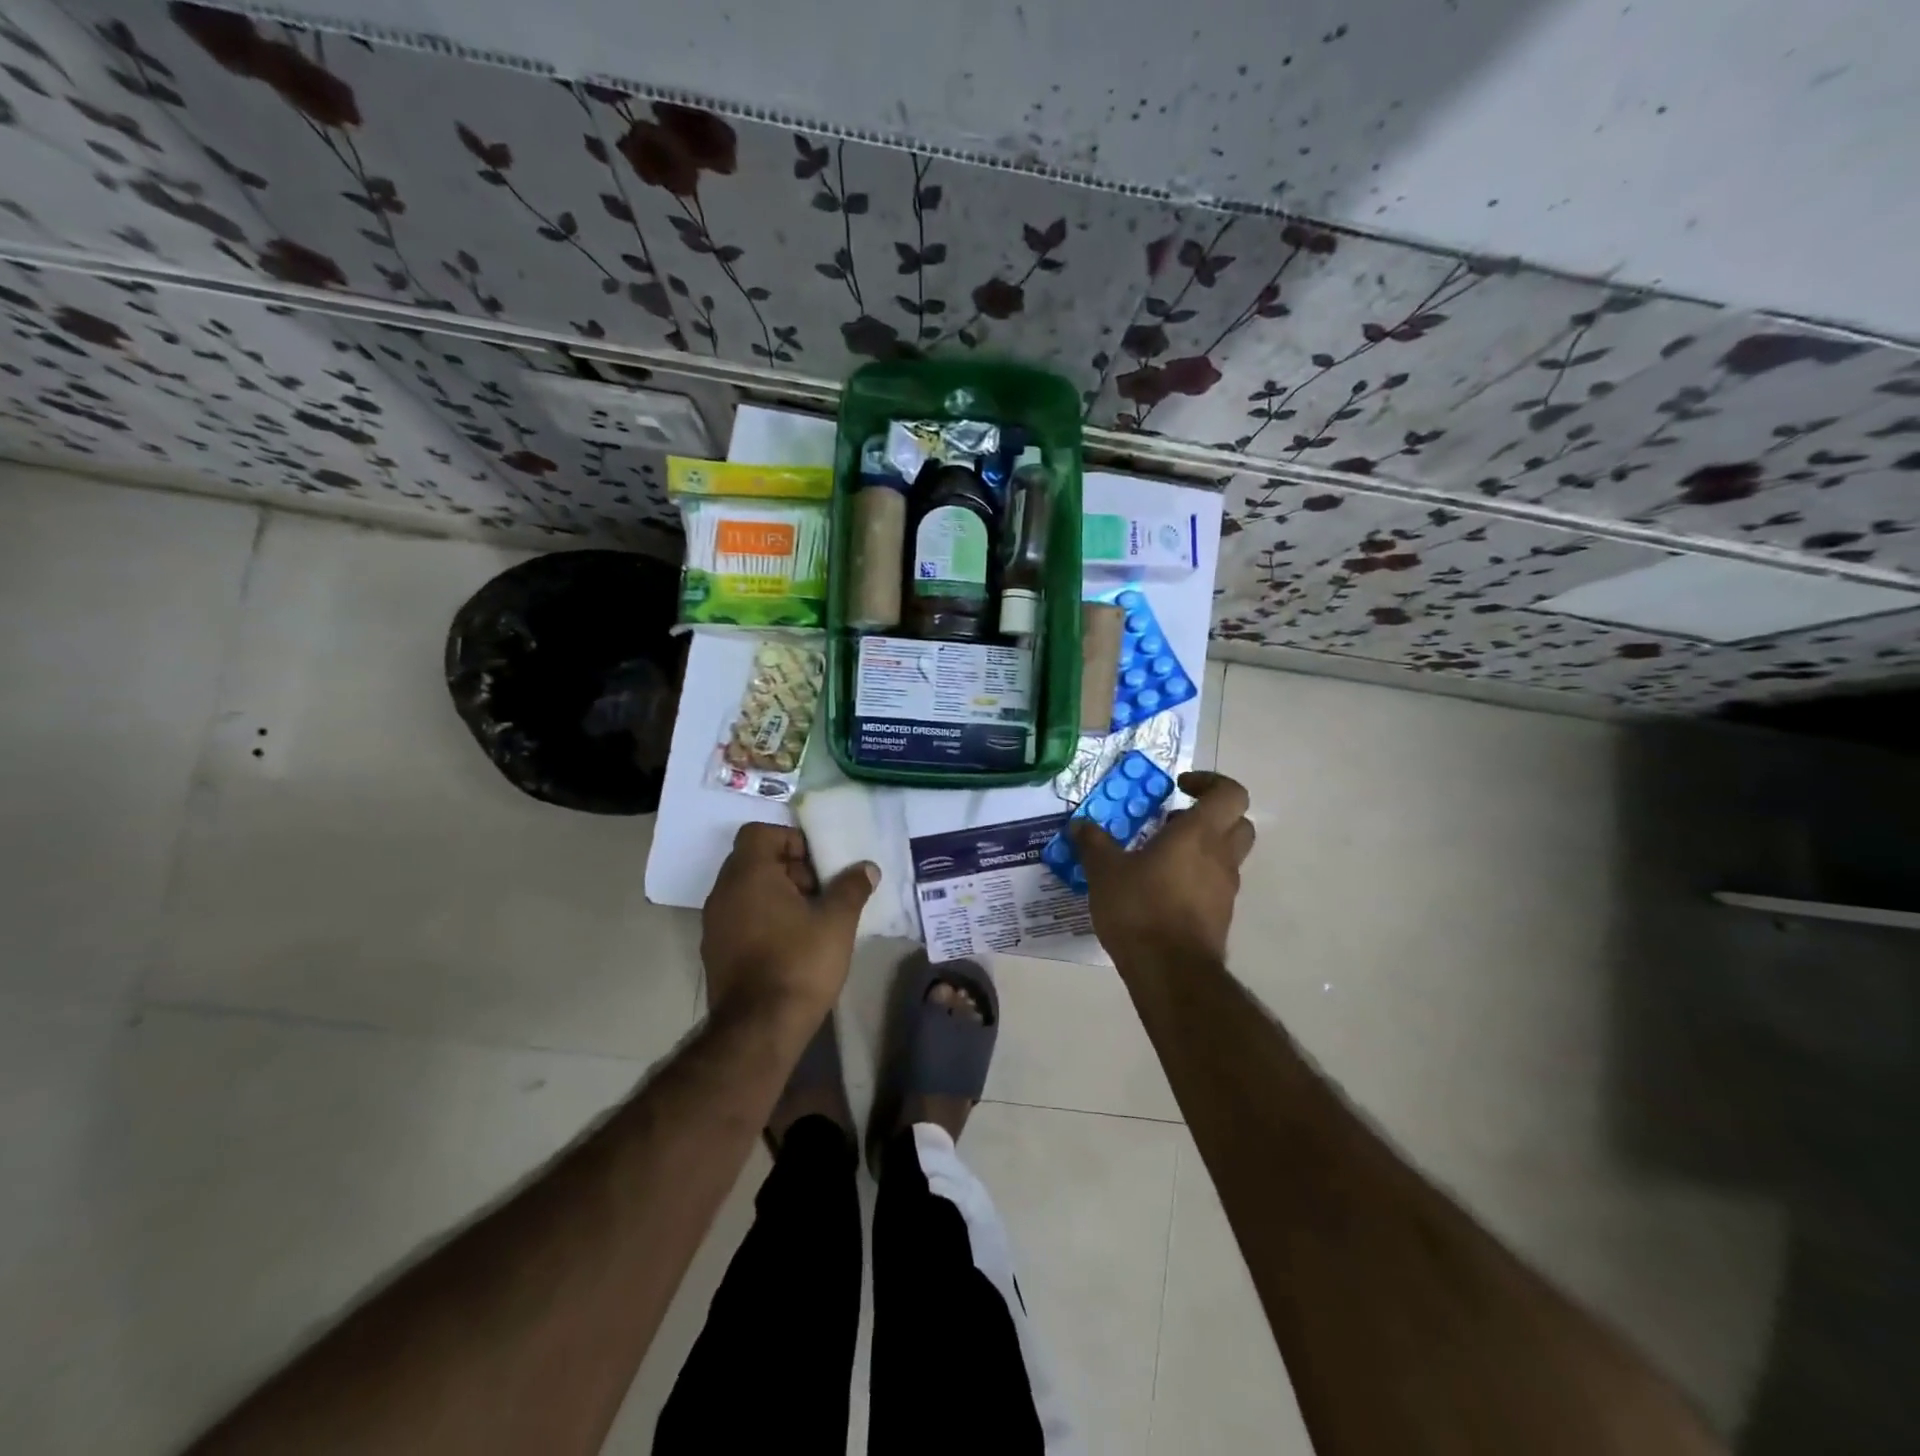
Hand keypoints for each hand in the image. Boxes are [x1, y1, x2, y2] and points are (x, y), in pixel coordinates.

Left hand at [701, 822, 876, 1023]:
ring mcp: (714, 924)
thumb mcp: (837, 921)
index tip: (818, 864)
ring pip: (748, 891)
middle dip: (791, 869)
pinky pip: (741, 918)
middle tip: (821, 892)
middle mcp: (723, 892)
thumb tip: (866, 869)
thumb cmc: (799, 962)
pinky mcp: (715, 952)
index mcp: (748, 874)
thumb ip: (852, 888)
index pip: (760, 833)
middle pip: (754, 860)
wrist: (759, 1029)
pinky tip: (792, 944)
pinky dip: (764, 919)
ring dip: (779, 895)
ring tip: (811, 919)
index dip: (791, 840)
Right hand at [1070, 771, 1254, 962]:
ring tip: (1158, 858)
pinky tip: (1160, 891)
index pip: (1230, 793)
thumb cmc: (1140, 909)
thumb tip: (1080, 825)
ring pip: (1227, 856)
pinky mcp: (1220, 917)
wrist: (1170, 972)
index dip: (1210, 782)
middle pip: (1238, 822)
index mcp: (1198, 834)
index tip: (1179, 788)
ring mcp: (1225, 890)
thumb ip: (1093, 843)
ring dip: (1202, 849)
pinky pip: (1214, 885)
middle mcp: (1220, 857)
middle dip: (1211, 815)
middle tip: (1174, 821)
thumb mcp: (1104, 871)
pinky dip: (1195, 879)